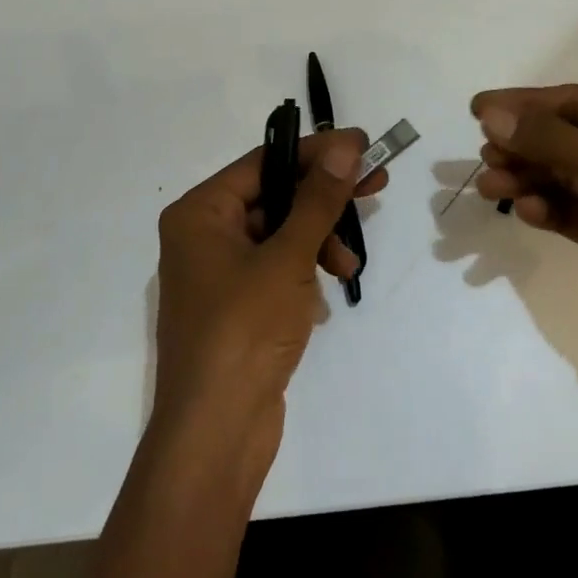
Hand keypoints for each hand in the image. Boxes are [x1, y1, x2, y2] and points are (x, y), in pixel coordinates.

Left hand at [152, 129, 386, 470]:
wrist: (216, 431)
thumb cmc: (244, 331)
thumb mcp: (287, 257)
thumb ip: (318, 199)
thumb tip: (345, 145)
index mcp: (200, 213)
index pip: (264, 162)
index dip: (316, 152)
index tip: (362, 145)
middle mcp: (203, 235)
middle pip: (274, 196)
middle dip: (324, 196)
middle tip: (376, 184)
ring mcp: (220, 273)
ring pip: (281, 233)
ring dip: (320, 240)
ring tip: (349, 266)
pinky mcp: (238, 305)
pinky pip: (278, 267)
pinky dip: (306, 270)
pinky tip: (327, 290)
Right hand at [471, 85, 577, 372]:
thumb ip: (554, 141)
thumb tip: (491, 114)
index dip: (526, 104)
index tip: (477, 109)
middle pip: (568, 139)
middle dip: (526, 146)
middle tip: (485, 155)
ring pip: (566, 177)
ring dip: (529, 179)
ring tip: (491, 186)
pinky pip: (574, 213)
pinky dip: (549, 210)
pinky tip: (526, 212)